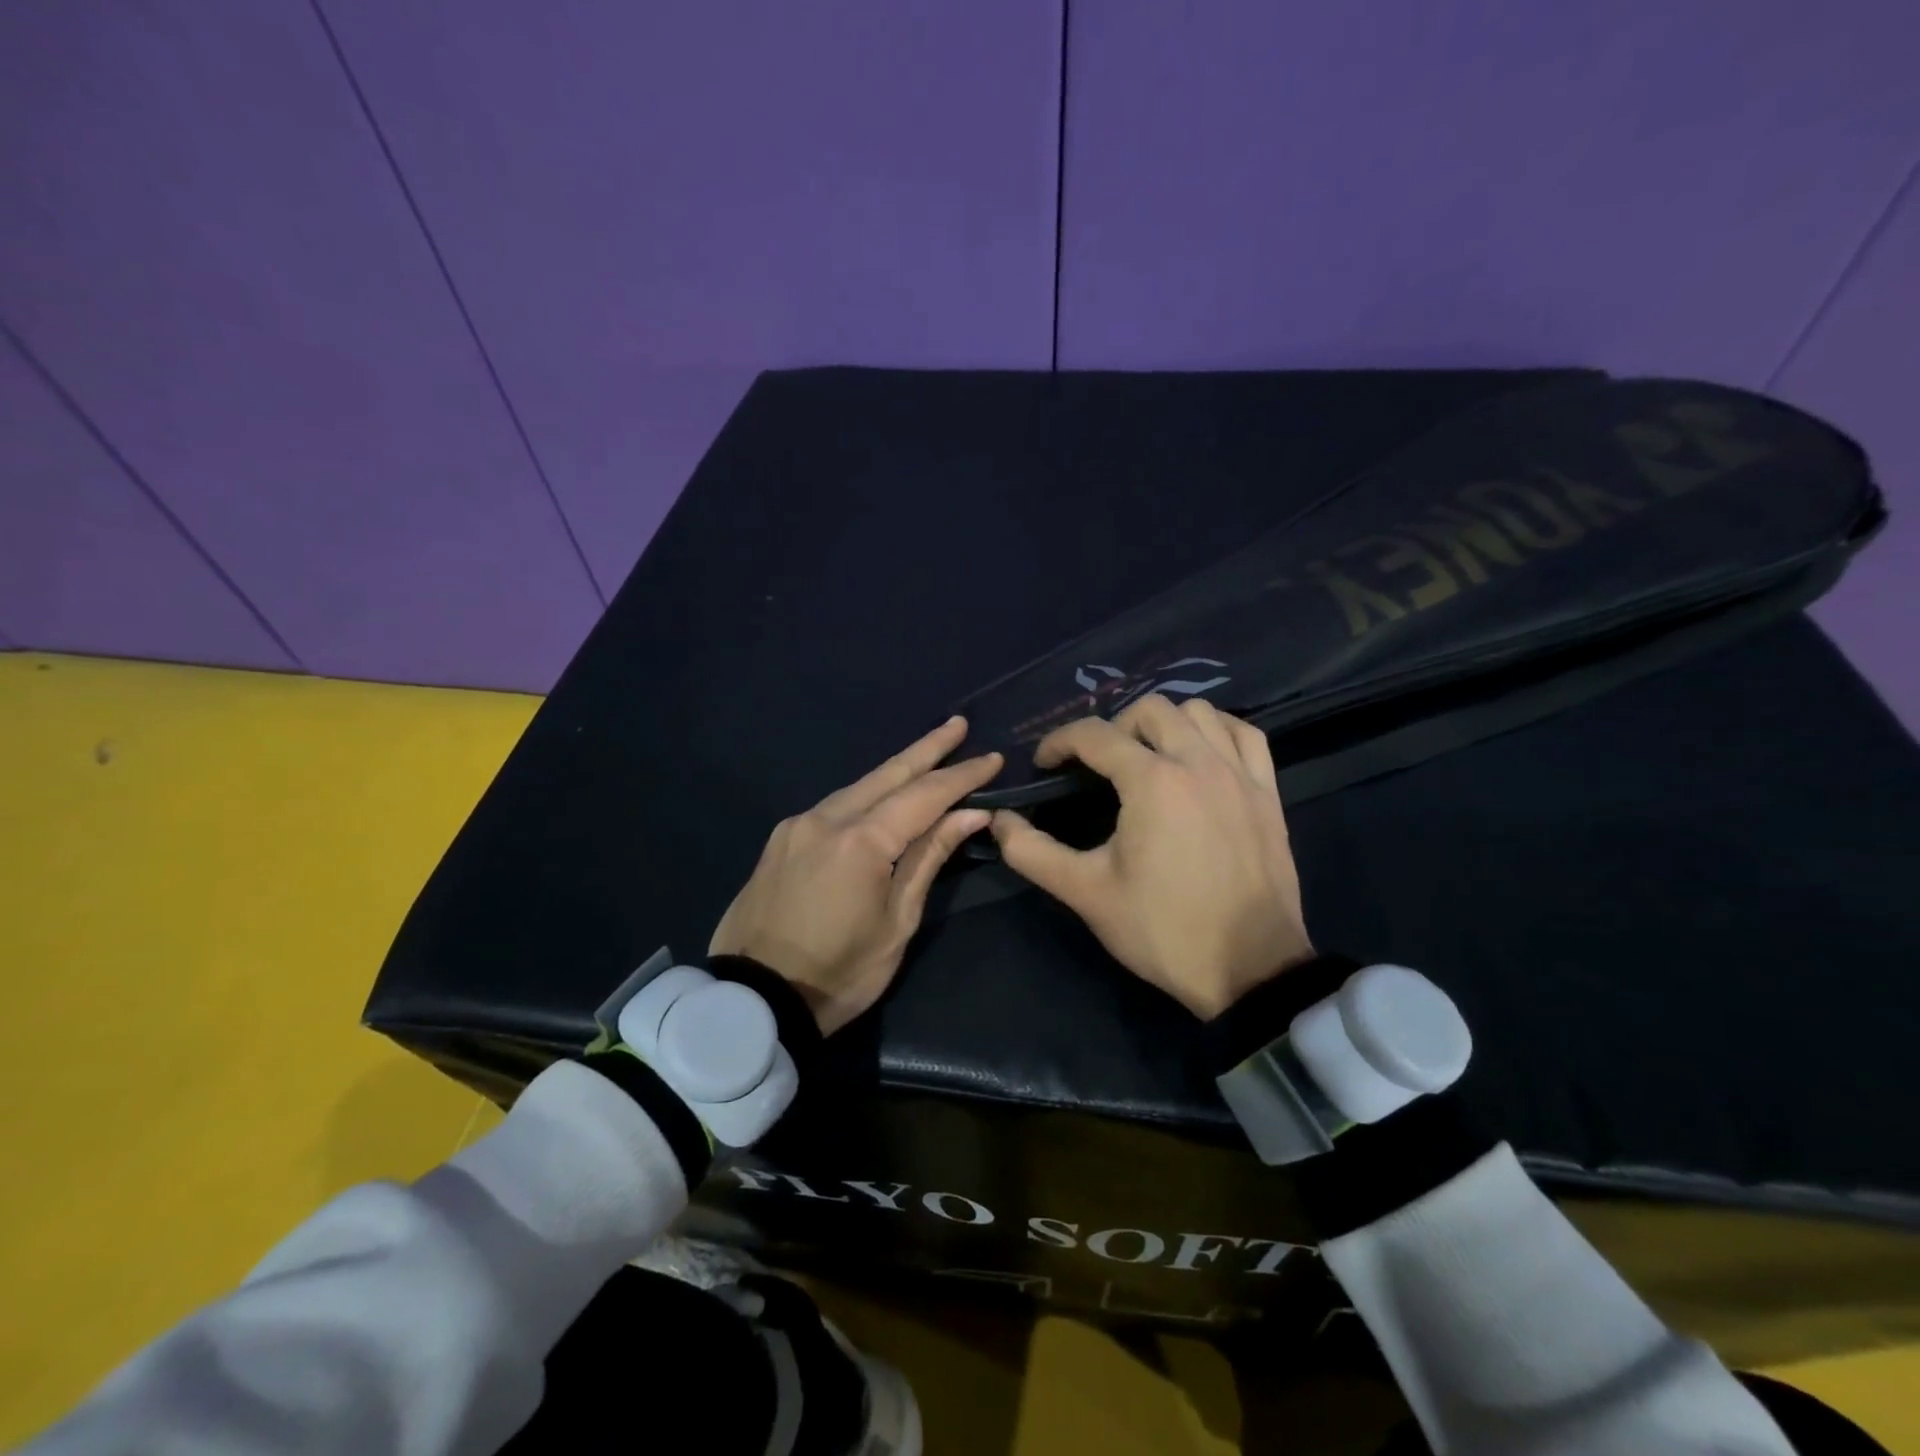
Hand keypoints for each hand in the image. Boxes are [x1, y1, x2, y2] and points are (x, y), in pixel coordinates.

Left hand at [709, 716, 1001, 1033]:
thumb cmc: (840, 973)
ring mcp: (799, 824)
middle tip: (959, 724)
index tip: (992, 758)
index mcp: (862, 842)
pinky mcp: (782, 838)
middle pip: (888, 773)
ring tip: (929, 753)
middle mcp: (827, 818)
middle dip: (928, 748)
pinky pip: (836, 805)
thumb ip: (929, 857)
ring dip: (897, 769)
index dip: (962, 775)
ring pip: (859, 785)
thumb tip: (970, 813)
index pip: (925, 795)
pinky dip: (868, 794)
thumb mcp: (898, 922)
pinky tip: (883, 794)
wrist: (753, 999)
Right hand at [990, 695, 1313, 1018]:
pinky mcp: (1268, 793)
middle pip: (1148, 709)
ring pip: (1200, 712)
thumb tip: (998, 821)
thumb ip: (1032, 852)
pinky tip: (1201, 755)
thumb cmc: (1162, 929)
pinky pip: (1245, 735)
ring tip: (1147, 757)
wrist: (1250, 969)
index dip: (1058, 742)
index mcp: (1152, 781)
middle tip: (1096, 766)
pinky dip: (1218, 731)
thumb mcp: (1086, 893)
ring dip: (1164, 724)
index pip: (1094, 734)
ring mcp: (1239, 774)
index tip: (1044, 766)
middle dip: (1111, 728)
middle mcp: (1198, 762)